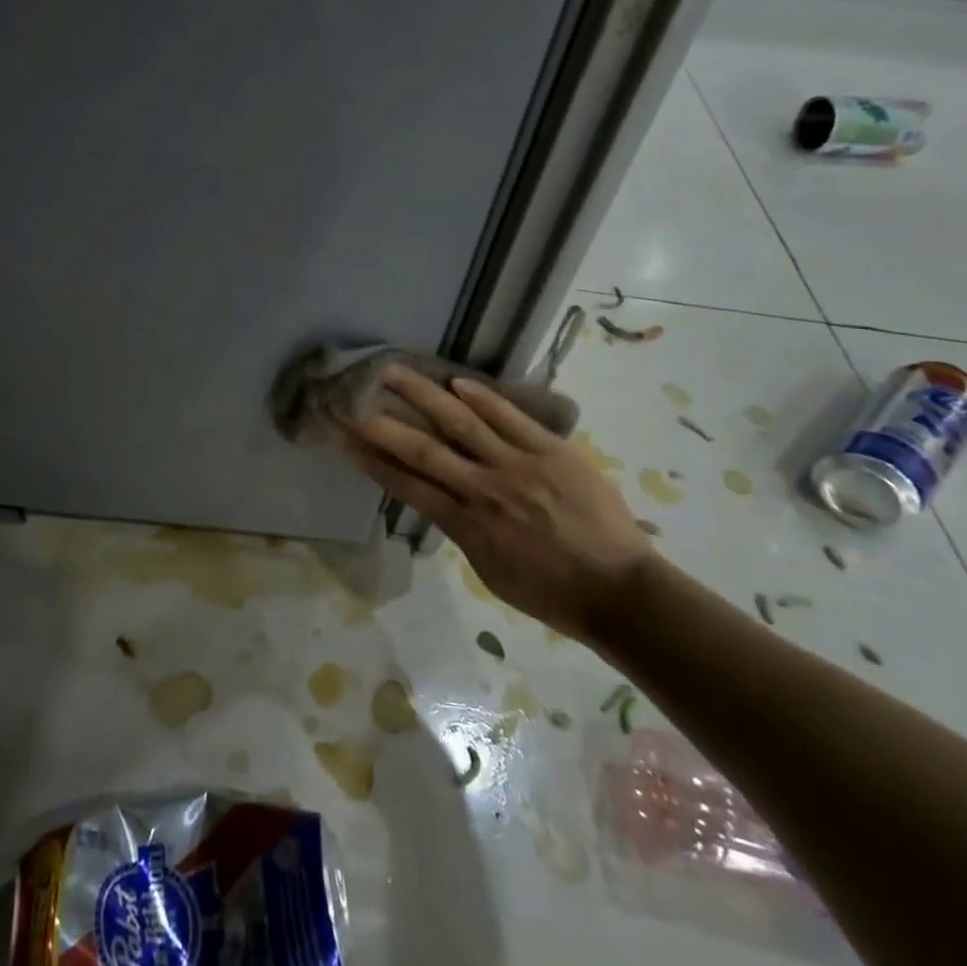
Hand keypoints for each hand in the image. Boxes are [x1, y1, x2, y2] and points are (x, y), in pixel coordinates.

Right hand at [343, 368, 652, 638]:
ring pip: (462, 422)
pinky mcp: (552, 451)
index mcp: (468, 526)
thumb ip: (462, 532)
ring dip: (424, 395)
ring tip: (395, 372)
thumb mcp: (490, 572)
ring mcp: (519, 465)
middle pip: (425, 450)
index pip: (409, 487)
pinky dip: (482, 397)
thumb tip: (442, 501)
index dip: (374, 463)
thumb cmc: (551, 593)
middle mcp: (485, 489)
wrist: (620, 591)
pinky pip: (511, 418)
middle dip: (385, 424)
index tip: (347, 441)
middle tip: (355, 399)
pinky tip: (456, 382)